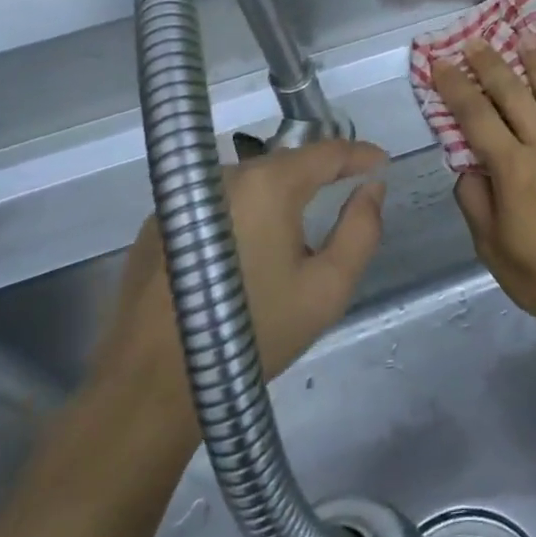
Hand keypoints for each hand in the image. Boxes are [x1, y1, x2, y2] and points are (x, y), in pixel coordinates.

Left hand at [90, 140, 387, 444]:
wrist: (153, 384)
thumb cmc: (254, 332)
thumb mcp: (327, 288)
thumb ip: (361, 230)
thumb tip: (372, 188)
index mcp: (269, 185)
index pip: (327, 152)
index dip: (360, 154)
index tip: (382, 164)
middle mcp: (225, 176)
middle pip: (287, 163)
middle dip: (321, 174)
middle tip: (346, 195)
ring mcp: (185, 197)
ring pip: (251, 182)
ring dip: (280, 194)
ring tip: (296, 228)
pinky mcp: (159, 222)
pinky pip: (217, 202)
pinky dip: (242, 213)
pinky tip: (245, 252)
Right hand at [433, 40, 535, 343]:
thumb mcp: (494, 250)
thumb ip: (476, 203)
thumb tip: (467, 167)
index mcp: (513, 171)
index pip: (476, 118)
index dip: (456, 87)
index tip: (441, 64)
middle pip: (515, 95)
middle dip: (492, 65)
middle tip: (477, 41)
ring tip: (525, 38)